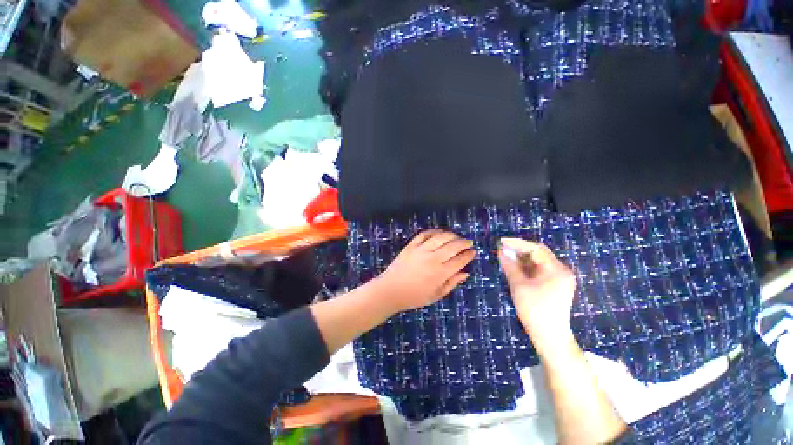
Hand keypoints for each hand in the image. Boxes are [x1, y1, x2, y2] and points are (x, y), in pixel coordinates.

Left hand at [374, 230, 475, 312]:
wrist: (390, 290)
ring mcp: (421, 250)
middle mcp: (433, 259)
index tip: (473, 252)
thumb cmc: (414, 297)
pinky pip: (424, 234)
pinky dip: (434, 231)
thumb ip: (451, 283)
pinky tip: (439, 233)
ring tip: (456, 237)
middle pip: (453, 246)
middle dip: (464, 243)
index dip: (469, 255)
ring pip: (441, 237)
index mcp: (440, 273)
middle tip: (469, 243)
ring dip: (451, 235)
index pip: (460, 260)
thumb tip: (466, 273)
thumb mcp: (436, 296)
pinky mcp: (411, 246)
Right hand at [498, 238, 575, 353]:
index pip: (536, 248)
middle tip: (501, 249)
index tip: (501, 241)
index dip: (517, 243)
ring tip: (505, 257)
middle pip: (538, 253)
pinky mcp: (555, 285)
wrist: (550, 337)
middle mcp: (561, 271)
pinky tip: (514, 267)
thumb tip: (501, 251)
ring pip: (538, 262)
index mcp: (556, 269)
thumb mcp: (519, 285)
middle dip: (519, 250)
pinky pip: (539, 270)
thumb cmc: (534, 310)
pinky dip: (526, 267)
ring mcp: (560, 278)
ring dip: (522, 259)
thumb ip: (510, 266)